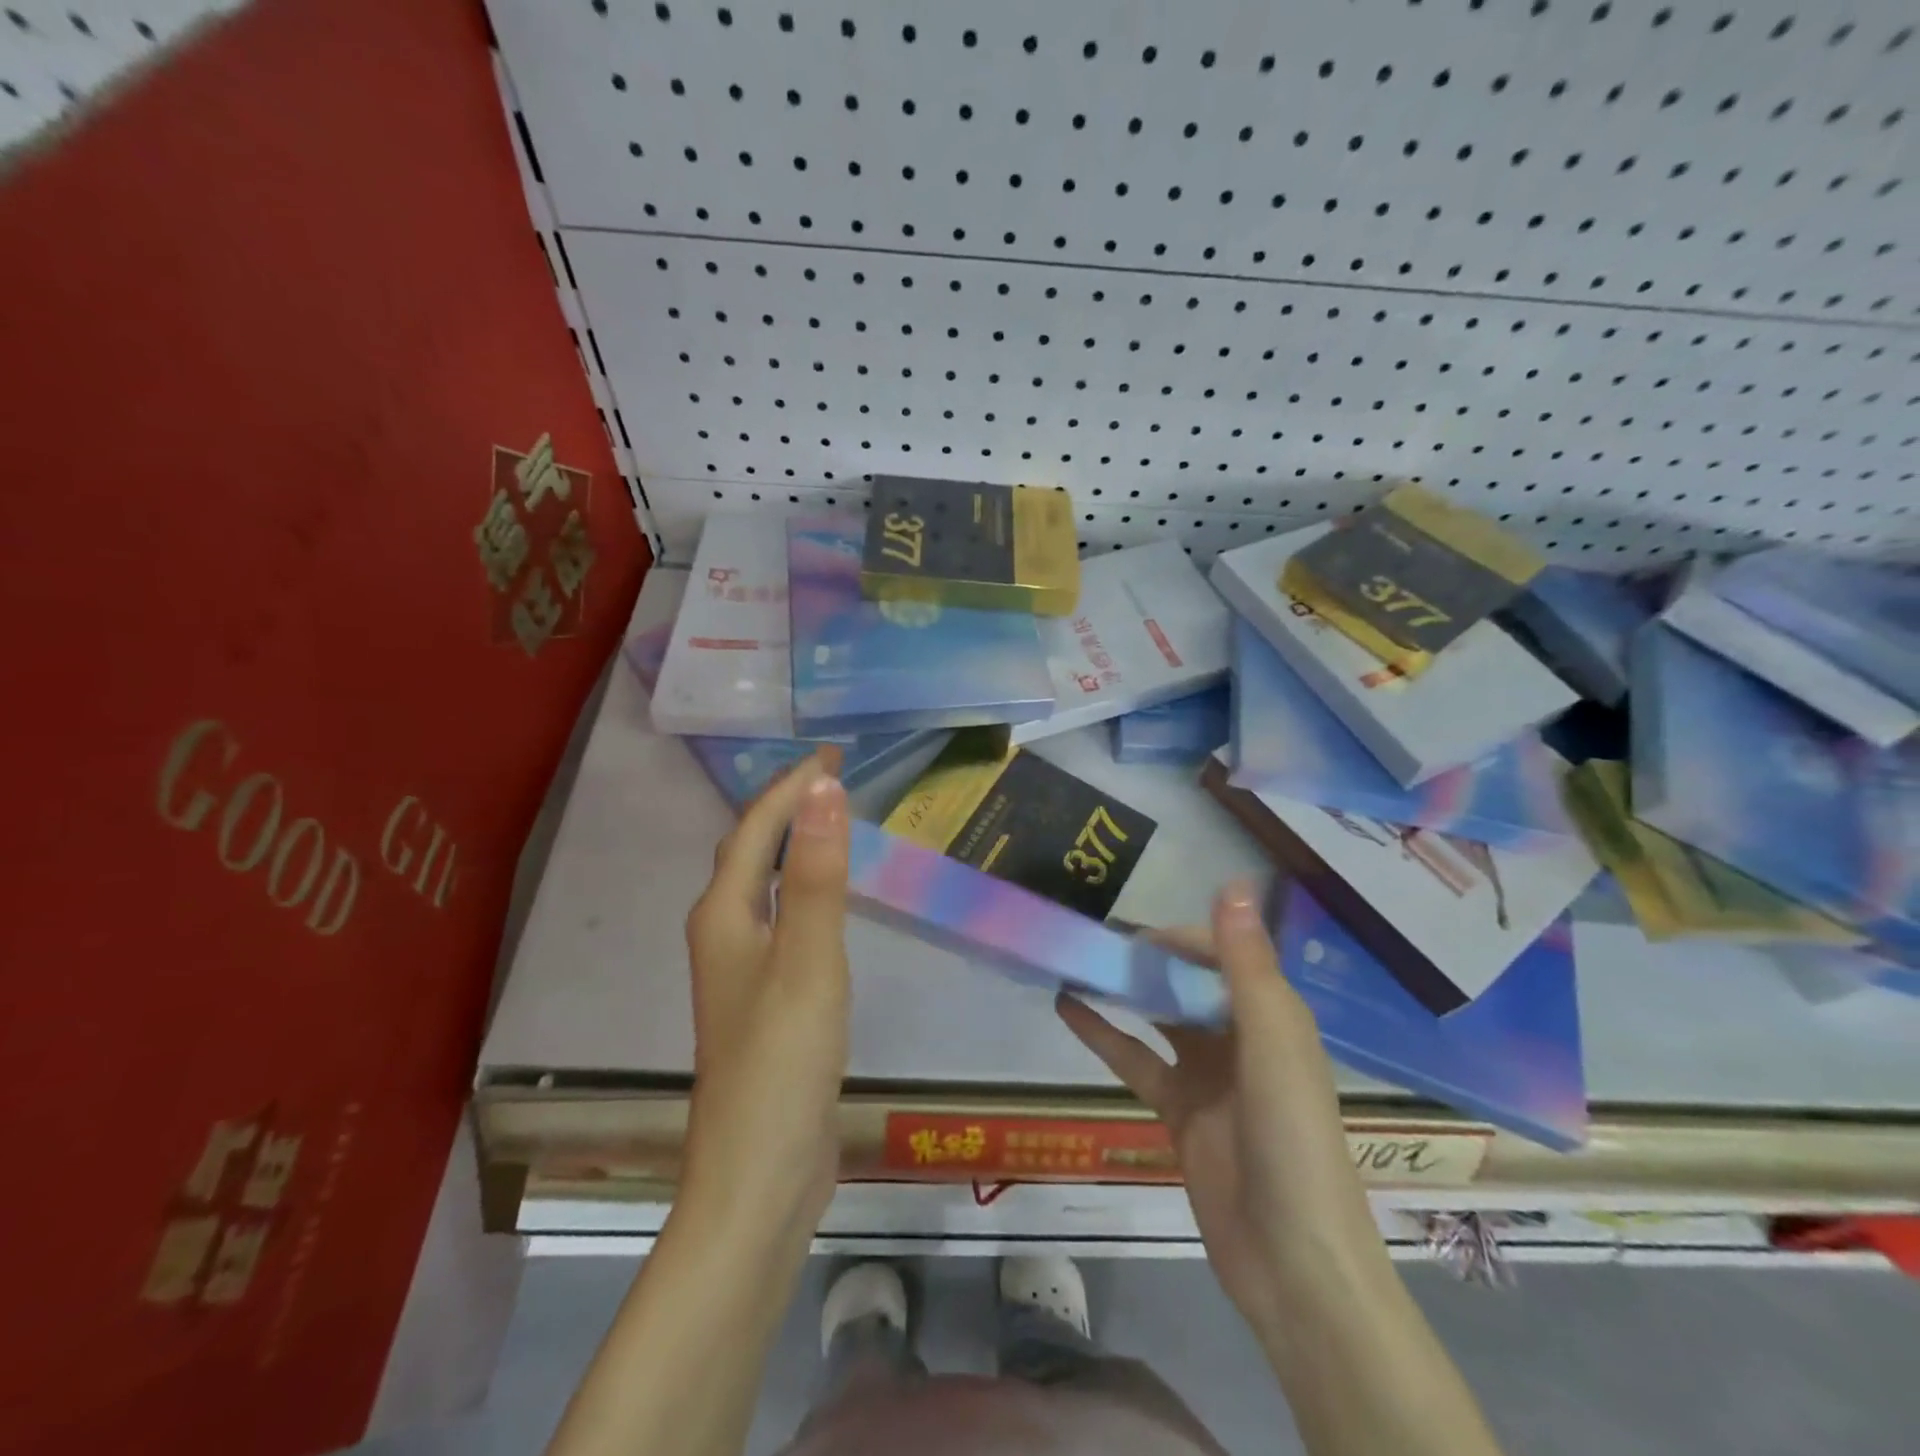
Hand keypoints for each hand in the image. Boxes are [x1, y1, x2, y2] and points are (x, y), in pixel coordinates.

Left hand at [681, 747, 850, 1238]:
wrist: (760, 1176)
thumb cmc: (782, 1061)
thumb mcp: (808, 958)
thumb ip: (816, 874)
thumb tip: (822, 789)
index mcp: (724, 916)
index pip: (755, 829)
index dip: (791, 786)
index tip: (833, 755)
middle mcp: (723, 935)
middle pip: (749, 853)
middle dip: (786, 807)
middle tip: (833, 778)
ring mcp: (740, 972)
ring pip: (761, 888)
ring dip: (790, 846)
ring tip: (828, 821)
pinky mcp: (763, 1001)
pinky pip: (780, 921)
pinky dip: (801, 890)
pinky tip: (823, 901)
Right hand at [1058, 881, 1384, 1335]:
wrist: (1293, 1263)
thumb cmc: (1290, 1140)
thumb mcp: (1271, 1043)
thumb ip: (1245, 963)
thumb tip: (1230, 882)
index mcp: (1272, 1014)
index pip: (1221, 953)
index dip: (1178, 937)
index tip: (1129, 931)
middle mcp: (1241, 1036)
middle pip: (1188, 982)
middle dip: (1145, 960)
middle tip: (1090, 941)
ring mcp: (1208, 1075)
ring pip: (1158, 1017)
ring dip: (1123, 991)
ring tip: (1074, 962)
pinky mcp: (1180, 1109)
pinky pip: (1137, 1059)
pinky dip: (1104, 1033)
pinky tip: (1067, 1009)